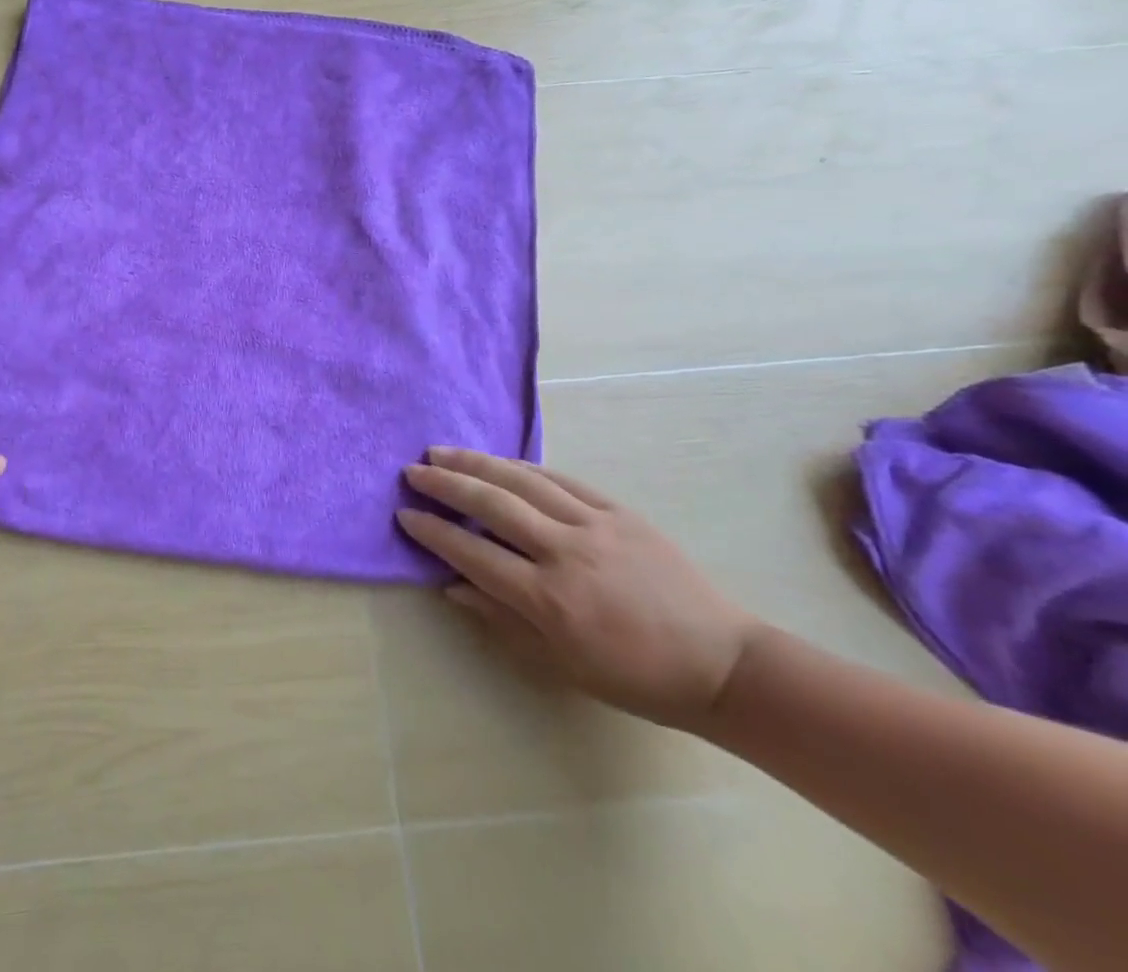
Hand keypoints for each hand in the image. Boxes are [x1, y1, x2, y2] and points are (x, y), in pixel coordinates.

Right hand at [397, 448, 759, 729]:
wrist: (722, 663)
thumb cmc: (636, 677)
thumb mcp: (562, 664)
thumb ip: (502, 619)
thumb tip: (452, 586)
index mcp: (550, 599)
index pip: (474, 554)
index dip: (435, 533)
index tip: (405, 515)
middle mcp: (565, 552)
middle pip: (492, 505)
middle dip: (446, 484)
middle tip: (412, 471)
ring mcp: (594, 525)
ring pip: (523, 481)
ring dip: (476, 463)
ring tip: (441, 452)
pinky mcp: (619, 511)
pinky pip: (561, 479)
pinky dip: (523, 466)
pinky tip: (498, 461)